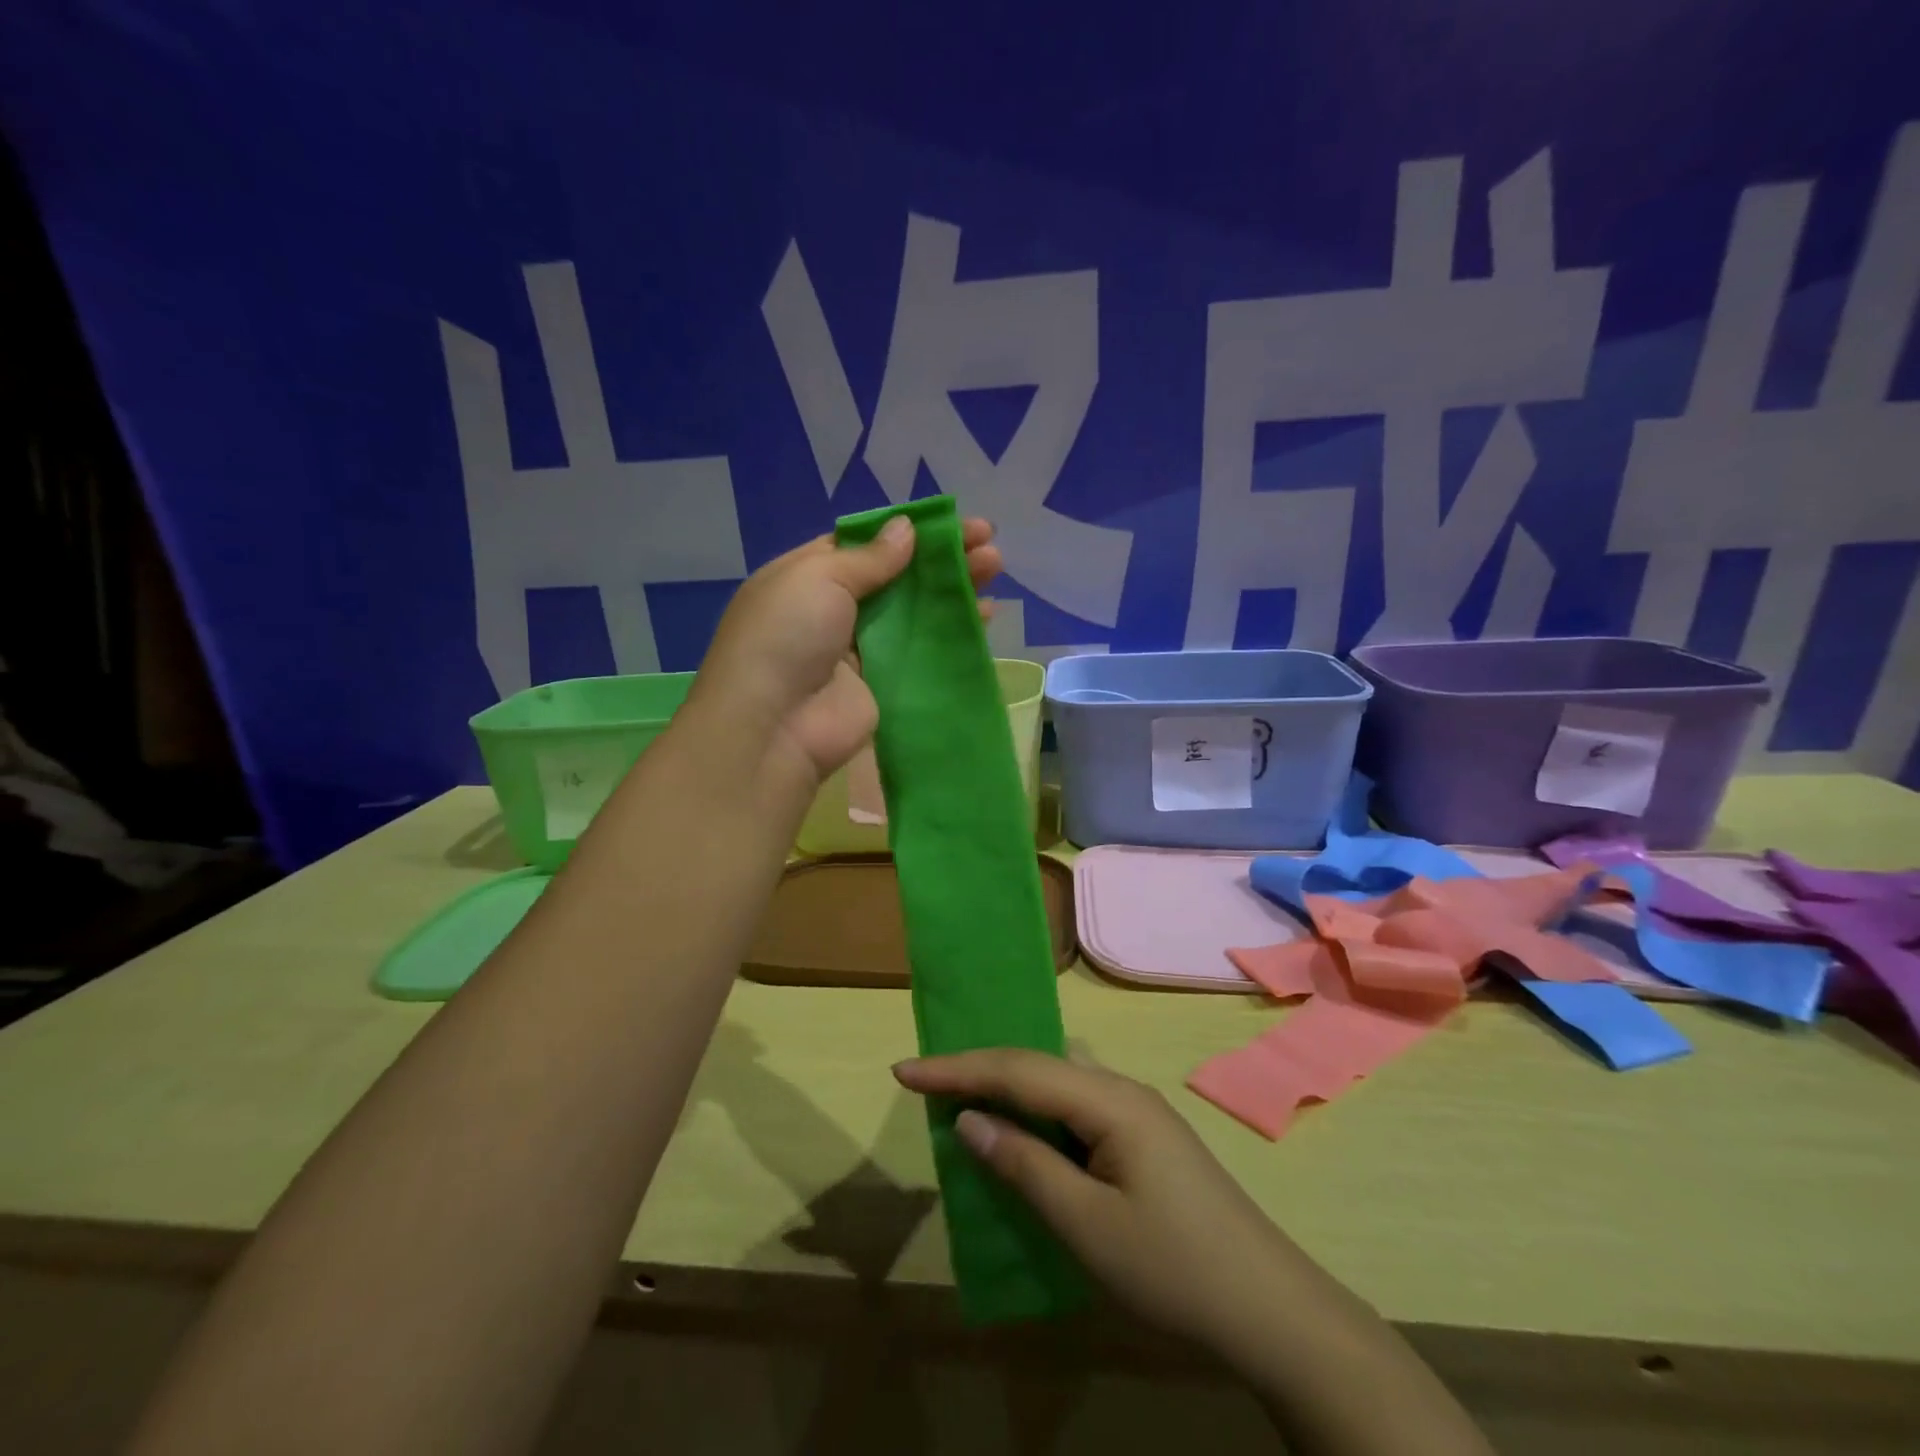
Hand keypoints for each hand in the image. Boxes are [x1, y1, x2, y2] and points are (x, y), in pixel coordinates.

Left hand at [690, 515, 1001, 783]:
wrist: (775, 724)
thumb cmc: (788, 634)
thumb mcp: (821, 576)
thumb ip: (870, 557)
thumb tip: (907, 528)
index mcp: (808, 575)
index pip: (863, 544)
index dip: (907, 531)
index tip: (951, 521)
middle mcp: (834, 609)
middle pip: (897, 576)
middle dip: (940, 556)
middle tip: (987, 540)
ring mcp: (861, 649)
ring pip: (915, 611)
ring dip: (954, 588)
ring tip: (996, 566)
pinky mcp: (884, 684)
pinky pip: (923, 651)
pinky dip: (953, 632)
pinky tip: (986, 615)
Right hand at [891, 1050, 1318, 1364]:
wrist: (1271, 1310)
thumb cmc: (1172, 1267)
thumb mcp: (1087, 1225)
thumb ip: (1025, 1165)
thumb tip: (970, 1120)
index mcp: (1108, 1099)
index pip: (1017, 1069)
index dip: (957, 1069)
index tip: (904, 1071)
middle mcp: (1121, 1091)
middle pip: (1036, 1066)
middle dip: (977, 1071)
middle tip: (924, 1082)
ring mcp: (1137, 1114)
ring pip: (1056, 1085)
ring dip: (1007, 1090)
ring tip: (961, 1101)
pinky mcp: (1144, 1140)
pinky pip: (1075, 1110)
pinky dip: (1036, 1114)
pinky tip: (1022, 1132)